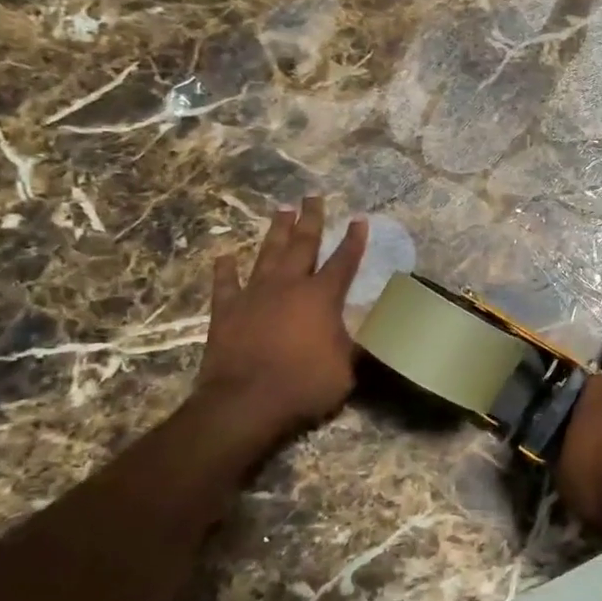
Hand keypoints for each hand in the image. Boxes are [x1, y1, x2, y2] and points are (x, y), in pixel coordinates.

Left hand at [196, 196, 367, 444]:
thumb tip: (376, 331)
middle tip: (313, 196)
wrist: (245, 403)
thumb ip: (358, 345)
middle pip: (302, 244)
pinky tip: (225, 254)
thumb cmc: (305, 385)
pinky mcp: (225, 311)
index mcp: (322, 297)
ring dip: (276, 232)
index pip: (343, 261)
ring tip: (282, 210)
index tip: (359, 219)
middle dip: (311, 219)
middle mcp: (289, 286)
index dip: (353, 240)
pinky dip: (225, 268)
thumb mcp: (347, 369)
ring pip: (267, 254)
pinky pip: (225, 283)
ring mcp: (254, 295)